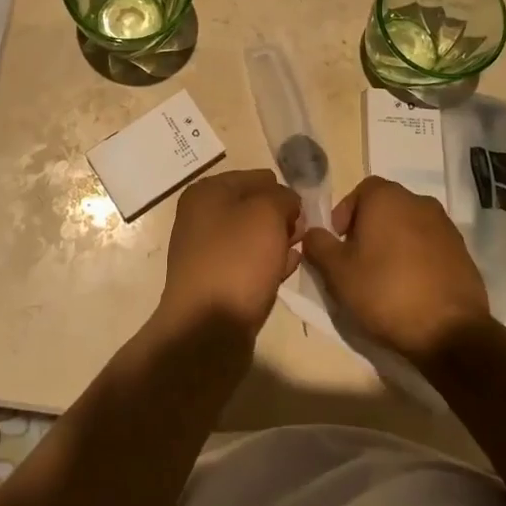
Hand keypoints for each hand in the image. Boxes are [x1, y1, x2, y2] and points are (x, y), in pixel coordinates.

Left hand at [159, 169, 303, 338]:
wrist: (207, 328)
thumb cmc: (237, 259)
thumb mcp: (266, 213)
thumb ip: (282, 197)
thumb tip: (286, 201)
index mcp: (207, 191)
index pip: (256, 177)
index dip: (282, 190)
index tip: (304, 209)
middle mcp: (201, 217)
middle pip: (252, 206)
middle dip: (280, 215)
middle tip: (304, 231)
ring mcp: (206, 251)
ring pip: (252, 236)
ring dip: (277, 239)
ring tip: (301, 248)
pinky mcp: (215, 281)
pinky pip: (248, 262)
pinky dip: (269, 262)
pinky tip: (290, 267)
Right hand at [302, 175, 490, 362]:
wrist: (450, 332)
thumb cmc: (385, 292)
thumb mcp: (337, 272)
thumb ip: (318, 245)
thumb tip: (313, 233)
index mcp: (387, 197)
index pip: (360, 191)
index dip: (345, 214)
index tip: (339, 243)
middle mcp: (419, 202)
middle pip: (386, 207)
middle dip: (369, 229)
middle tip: (358, 262)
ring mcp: (445, 226)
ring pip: (409, 227)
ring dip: (394, 244)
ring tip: (384, 278)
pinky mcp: (463, 253)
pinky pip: (430, 247)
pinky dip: (417, 259)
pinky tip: (411, 288)